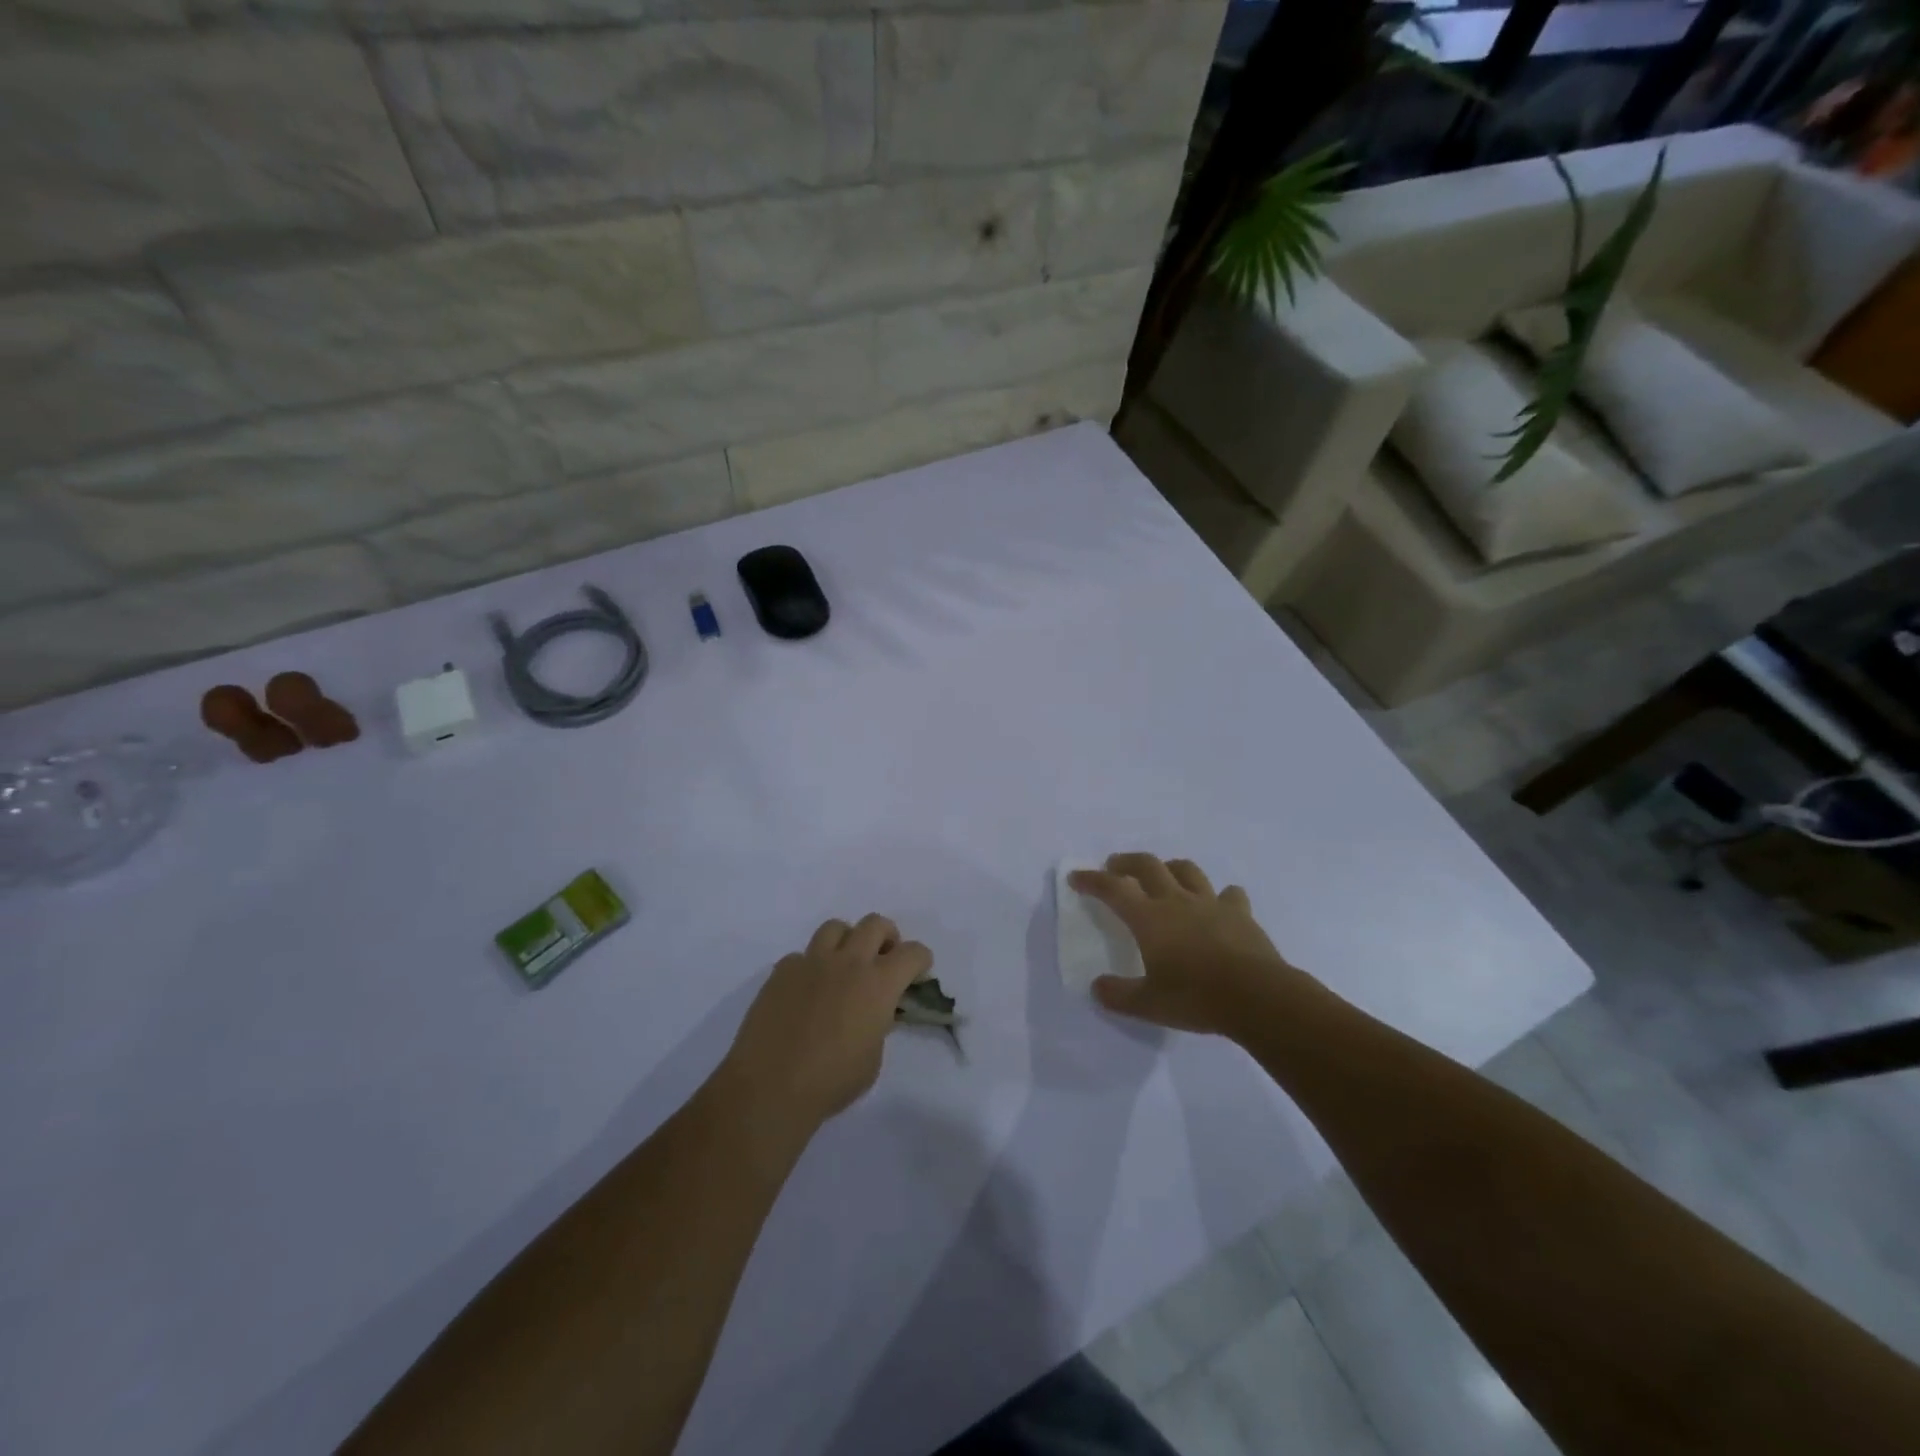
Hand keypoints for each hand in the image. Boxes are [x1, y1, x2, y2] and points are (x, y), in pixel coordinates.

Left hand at [719, 914, 933, 1134]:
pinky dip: (810, 967)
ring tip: (844, 966)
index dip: (920, 960)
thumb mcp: (872, 1059)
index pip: (912, 953)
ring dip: (847, 941)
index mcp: (878, 984)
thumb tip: (874, 1014)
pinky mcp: (781, 972)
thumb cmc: (831, 1082)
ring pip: (836, 927)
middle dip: (887, 937)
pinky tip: (806, 992)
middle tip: (884, 959)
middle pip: (875, 924)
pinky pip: (801, 956)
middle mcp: (848, 962)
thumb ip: (879, 1026)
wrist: (770, 1087)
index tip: (917, 973)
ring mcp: (811, 962)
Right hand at [1070, 853, 1303, 1036]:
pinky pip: (1229, 895)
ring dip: (1170, 867)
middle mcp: (1176, 901)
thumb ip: (1119, 995)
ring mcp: (1211, 904)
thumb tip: (1097, 988)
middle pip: (1148, 866)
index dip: (1092, 879)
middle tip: (1115, 866)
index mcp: (1149, 918)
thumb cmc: (1196, 997)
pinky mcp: (1241, 914)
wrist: (1257, 996)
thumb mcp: (1149, 1005)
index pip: (1113, 889)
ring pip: (1187, 871)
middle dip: (1126, 862)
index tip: (1076, 876)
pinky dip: (1220, 896)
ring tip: (1163, 874)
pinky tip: (1219, 903)